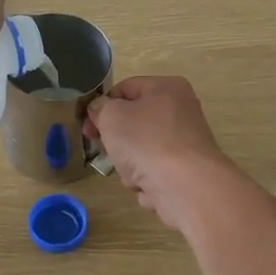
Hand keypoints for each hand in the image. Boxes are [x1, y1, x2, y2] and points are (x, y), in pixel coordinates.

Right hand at [85, 76, 235, 231]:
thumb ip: (100, 109)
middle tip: (103, 150)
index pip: (125, 88)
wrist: (186, 186)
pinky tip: (147, 186)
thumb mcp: (112, 117)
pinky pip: (155, 172)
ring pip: (142, 150)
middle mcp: (181, 111)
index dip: (102, 105)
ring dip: (129, 164)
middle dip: (116, 139)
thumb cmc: (146, 142)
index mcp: (166, 88)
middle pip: (134, 122)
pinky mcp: (187, 171)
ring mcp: (186, 143)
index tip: (87, 126)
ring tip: (131, 172)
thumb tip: (100, 110)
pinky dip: (147, 180)